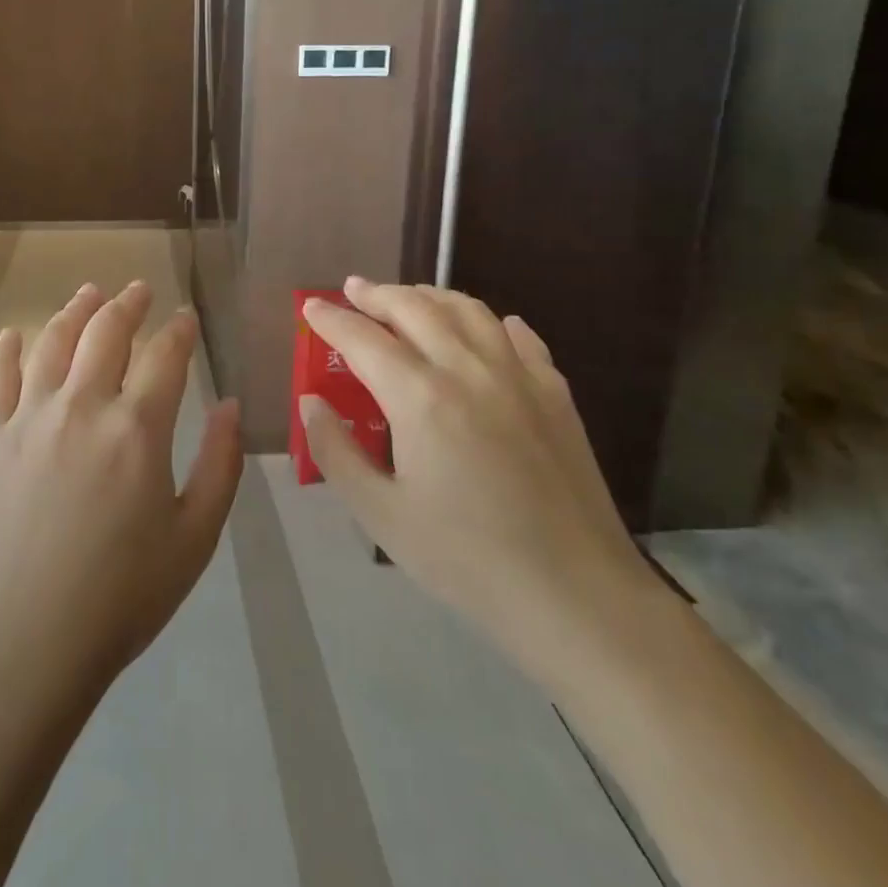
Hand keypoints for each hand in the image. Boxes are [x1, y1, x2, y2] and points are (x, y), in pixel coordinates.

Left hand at [0, 282, 243, 705]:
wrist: (27, 641)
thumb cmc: (123, 595)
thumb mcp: (195, 537)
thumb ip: (220, 465)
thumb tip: (230, 405)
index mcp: (138, 428)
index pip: (165, 355)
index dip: (179, 330)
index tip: (186, 319)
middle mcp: (83, 406)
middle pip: (107, 331)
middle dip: (128, 304)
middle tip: (139, 290)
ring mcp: (30, 418)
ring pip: (53, 341)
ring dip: (75, 310)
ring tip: (89, 293)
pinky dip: (6, 350)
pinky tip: (13, 335)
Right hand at [300, 279, 656, 678]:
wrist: (576, 595)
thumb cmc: (466, 559)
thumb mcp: (381, 515)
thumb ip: (336, 451)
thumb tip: (311, 401)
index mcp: (420, 397)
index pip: (363, 339)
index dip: (331, 319)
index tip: (311, 306)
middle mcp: (468, 369)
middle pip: (415, 308)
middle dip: (377, 294)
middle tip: (353, 290)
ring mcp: (518, 376)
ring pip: (467, 309)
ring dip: (429, 296)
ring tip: (407, 299)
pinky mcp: (555, 393)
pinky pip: (518, 335)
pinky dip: (489, 321)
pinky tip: (484, 330)